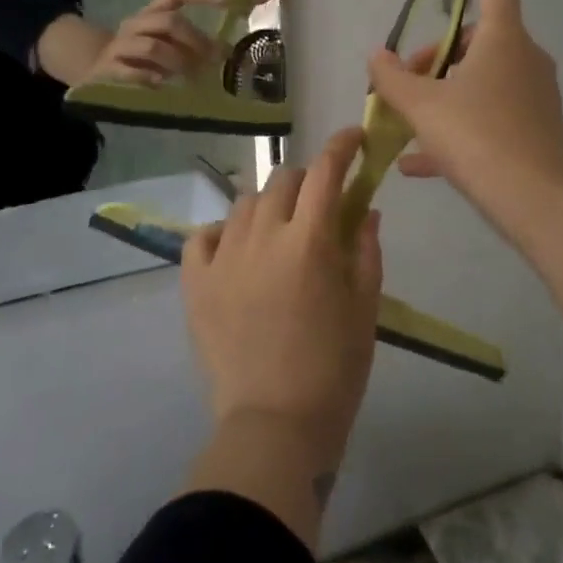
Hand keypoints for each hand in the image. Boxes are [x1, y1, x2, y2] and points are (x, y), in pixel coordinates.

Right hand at [72, 0, 224, 86]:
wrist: (93, 69)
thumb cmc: (138, 57)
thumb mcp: (163, 45)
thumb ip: (188, 44)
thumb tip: (224, 51)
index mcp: (151, 14)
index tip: (226, 2)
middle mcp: (136, 24)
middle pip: (167, 21)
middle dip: (195, 39)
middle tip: (214, 59)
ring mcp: (120, 46)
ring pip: (151, 46)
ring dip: (177, 61)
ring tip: (191, 76)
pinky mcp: (108, 68)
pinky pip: (129, 71)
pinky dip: (147, 77)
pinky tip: (161, 84)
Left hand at [181, 129, 384, 451]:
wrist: (275, 424)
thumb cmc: (334, 369)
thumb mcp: (365, 307)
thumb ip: (366, 250)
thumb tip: (366, 208)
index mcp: (309, 241)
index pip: (326, 172)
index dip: (343, 146)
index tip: (355, 138)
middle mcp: (262, 236)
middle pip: (282, 180)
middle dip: (307, 180)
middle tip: (319, 203)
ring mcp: (223, 257)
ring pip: (244, 204)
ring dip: (268, 205)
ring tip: (279, 230)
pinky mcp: (195, 282)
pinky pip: (203, 236)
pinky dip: (222, 232)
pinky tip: (235, 250)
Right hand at [367, 0, 562, 233]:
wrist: (536, 201)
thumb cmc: (478, 138)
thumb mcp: (422, 107)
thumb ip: (392, 78)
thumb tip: (376, 56)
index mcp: (503, 40)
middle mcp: (524, 59)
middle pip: (477, 40)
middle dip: (436, 53)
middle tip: (404, 78)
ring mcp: (532, 95)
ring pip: (480, 79)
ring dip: (443, 91)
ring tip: (405, 119)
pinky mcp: (533, 127)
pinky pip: (487, 114)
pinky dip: (455, 125)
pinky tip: (418, 162)